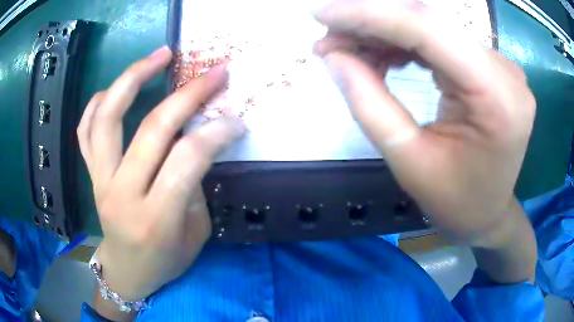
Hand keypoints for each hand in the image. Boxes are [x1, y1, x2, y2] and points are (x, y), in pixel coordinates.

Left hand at [78, 46, 244, 301]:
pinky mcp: (90, 175)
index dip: (216, 132)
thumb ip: (193, 186)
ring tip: (160, 54)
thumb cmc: (165, 262)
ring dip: (134, 77)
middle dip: (189, 94)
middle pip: (152, 129)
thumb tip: (196, 141)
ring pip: (108, 117)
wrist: (126, 272)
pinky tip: (114, 88)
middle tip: (214, 73)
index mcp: (156, 219)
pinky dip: (98, 102)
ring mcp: (100, 180)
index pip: (187, 160)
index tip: (236, 119)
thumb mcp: (195, 235)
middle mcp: (122, 194)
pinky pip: (85, 130)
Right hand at [313, 1, 535, 246]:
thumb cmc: (455, 202)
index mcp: (498, 100)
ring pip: (432, 29)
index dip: (369, 14)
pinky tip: (381, 56)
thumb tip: (333, 55)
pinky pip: (442, 42)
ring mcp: (502, 67)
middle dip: (371, 25)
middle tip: (327, 39)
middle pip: (429, 24)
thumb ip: (369, 103)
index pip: (428, 30)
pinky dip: (406, 43)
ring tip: (348, 51)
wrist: (488, 214)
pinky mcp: (493, 68)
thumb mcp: (408, 161)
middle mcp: (506, 73)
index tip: (321, 13)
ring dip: (385, 34)